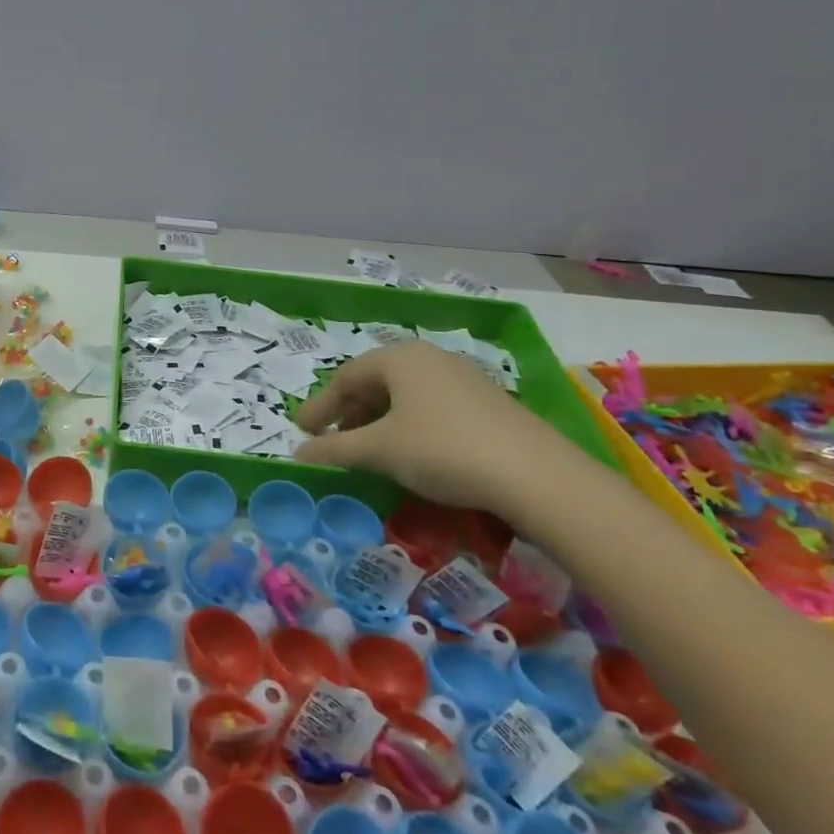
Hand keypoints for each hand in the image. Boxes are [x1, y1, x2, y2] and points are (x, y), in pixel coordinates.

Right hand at [292, 341, 576, 519]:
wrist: (536, 476)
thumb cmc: (443, 450)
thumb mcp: (380, 450)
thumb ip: (334, 449)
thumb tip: (297, 453)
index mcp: (400, 357)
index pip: (346, 376)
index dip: (320, 406)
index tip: (301, 431)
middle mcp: (430, 357)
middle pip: (376, 381)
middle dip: (349, 412)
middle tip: (332, 440)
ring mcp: (463, 377)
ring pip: (405, 395)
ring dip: (378, 421)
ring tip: (368, 449)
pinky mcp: (487, 402)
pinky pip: (431, 406)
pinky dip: (409, 425)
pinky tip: (411, 452)